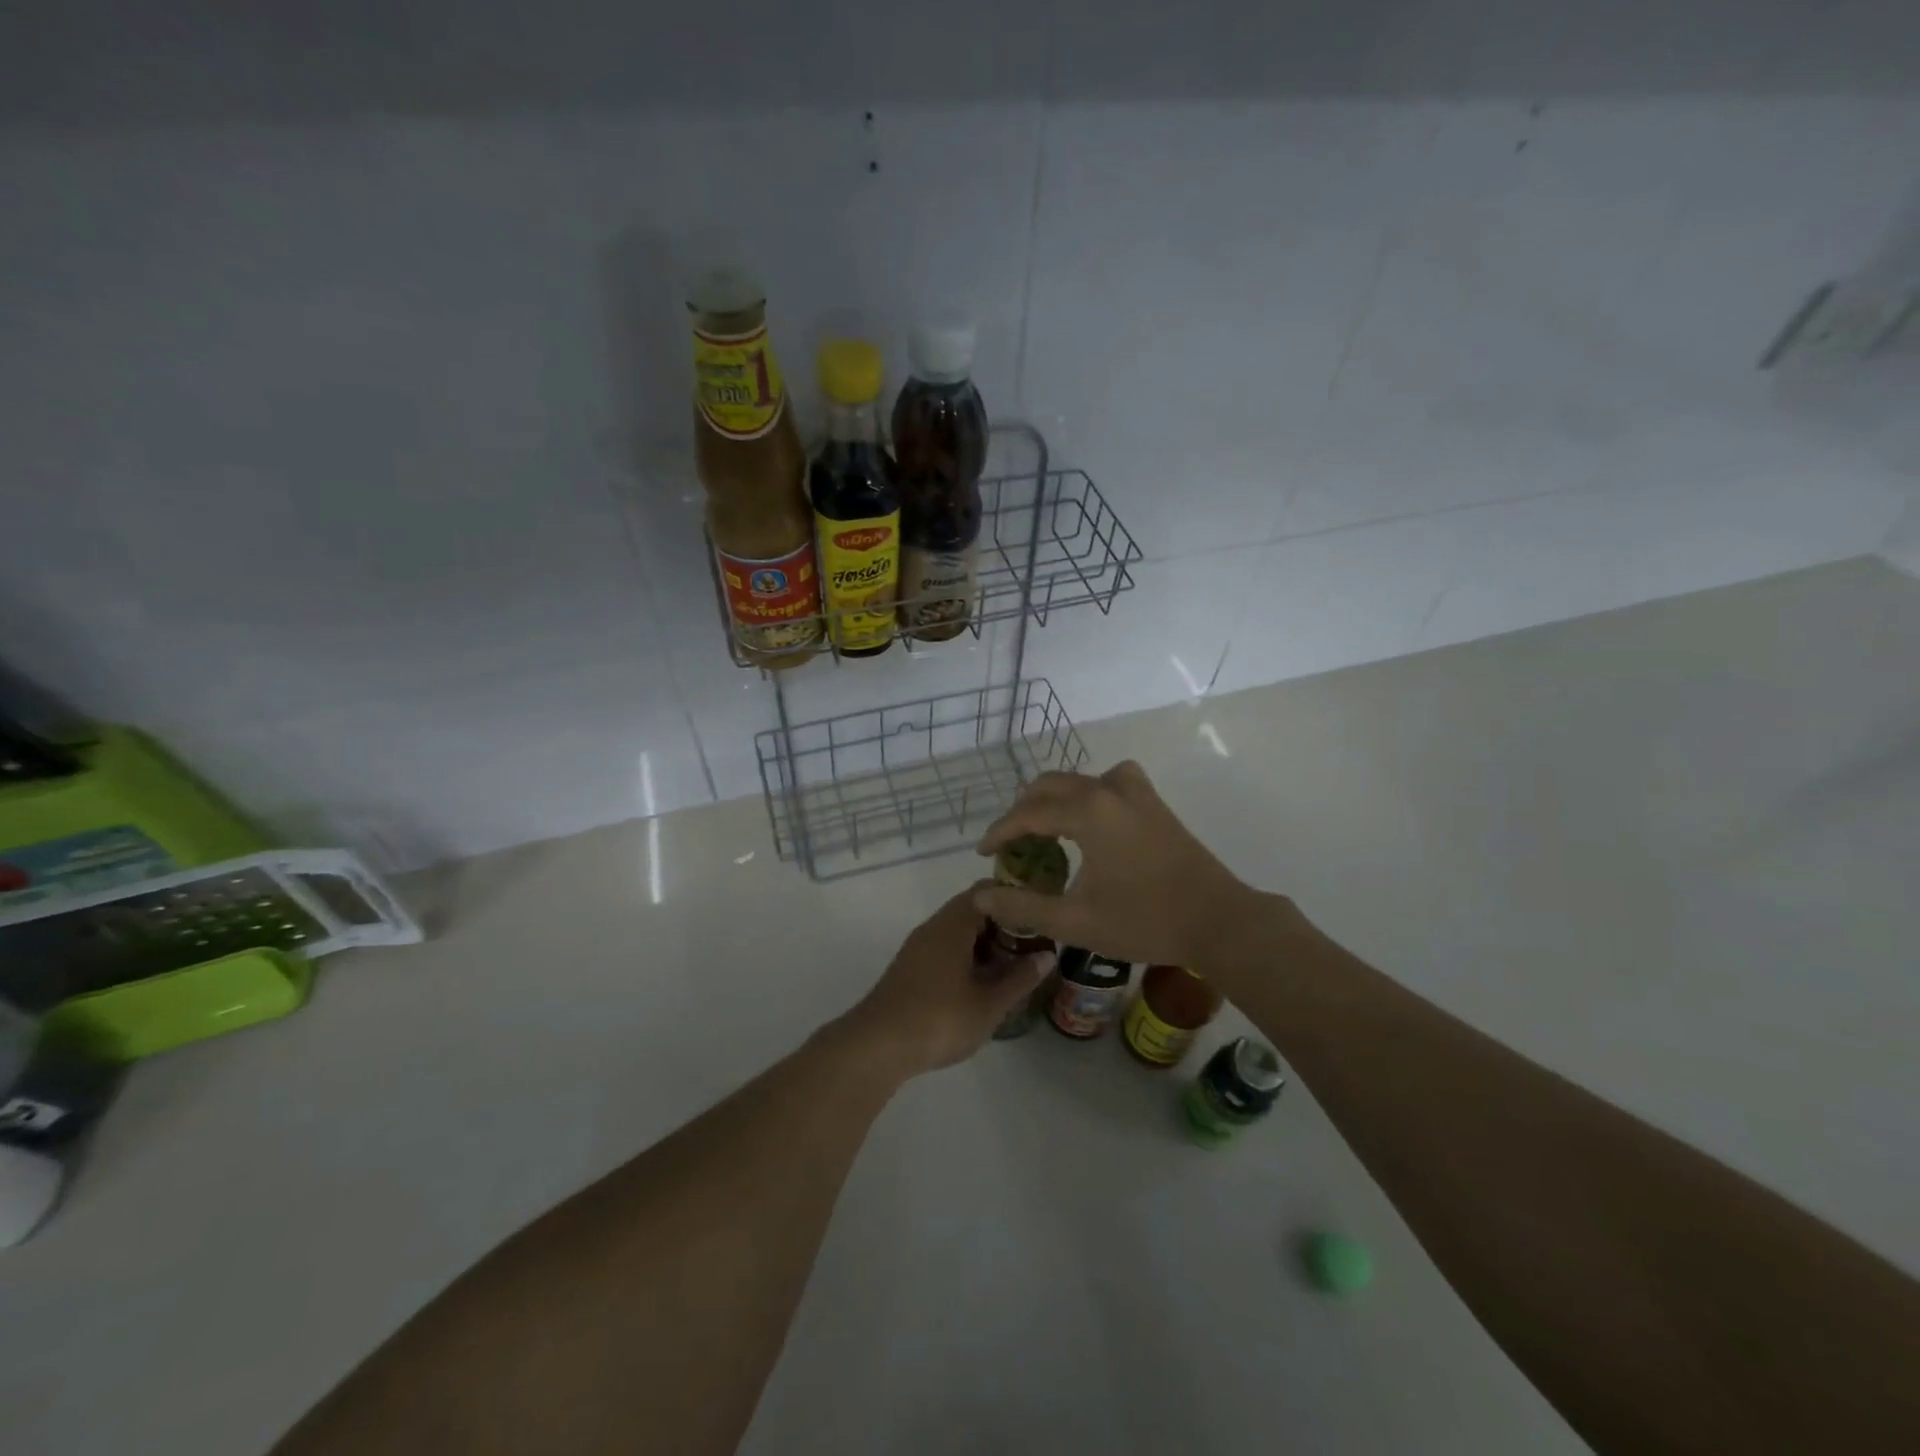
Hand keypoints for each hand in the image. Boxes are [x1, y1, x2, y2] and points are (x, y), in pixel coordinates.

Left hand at [836, 885, 1054, 1077]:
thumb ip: (1020, 978)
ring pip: (958, 933)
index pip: (986, 891)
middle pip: (973, 910)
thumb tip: (1047, 956)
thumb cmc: (939, 1019)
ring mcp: (918, 948)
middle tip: (1033, 945)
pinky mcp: (910, 969)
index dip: (1014, 897)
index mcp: (953, 924)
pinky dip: (967, 959)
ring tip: (1013, 968)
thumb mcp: (989, 1004)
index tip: (1039, 911)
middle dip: (1003, 925)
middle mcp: (933, 927)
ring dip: (985, 945)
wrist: (877, 1046)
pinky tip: (982, 986)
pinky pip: (945, 950)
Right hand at [974, 761, 1268, 969]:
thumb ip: (1022, 906)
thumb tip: (982, 895)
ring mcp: (1135, 790)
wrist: (1218, 920)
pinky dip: (1084, 794)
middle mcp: (1108, 788)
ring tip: (1040, 832)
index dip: (999, 832)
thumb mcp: (1075, 921)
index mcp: (1088, 811)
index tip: (983, 853)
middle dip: (1022, 812)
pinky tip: (1087, 820)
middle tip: (1009, 845)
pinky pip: (1106, 782)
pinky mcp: (1152, 800)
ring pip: (1077, 780)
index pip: (1027, 813)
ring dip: (1051, 800)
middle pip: (1048, 787)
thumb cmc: (1144, 921)